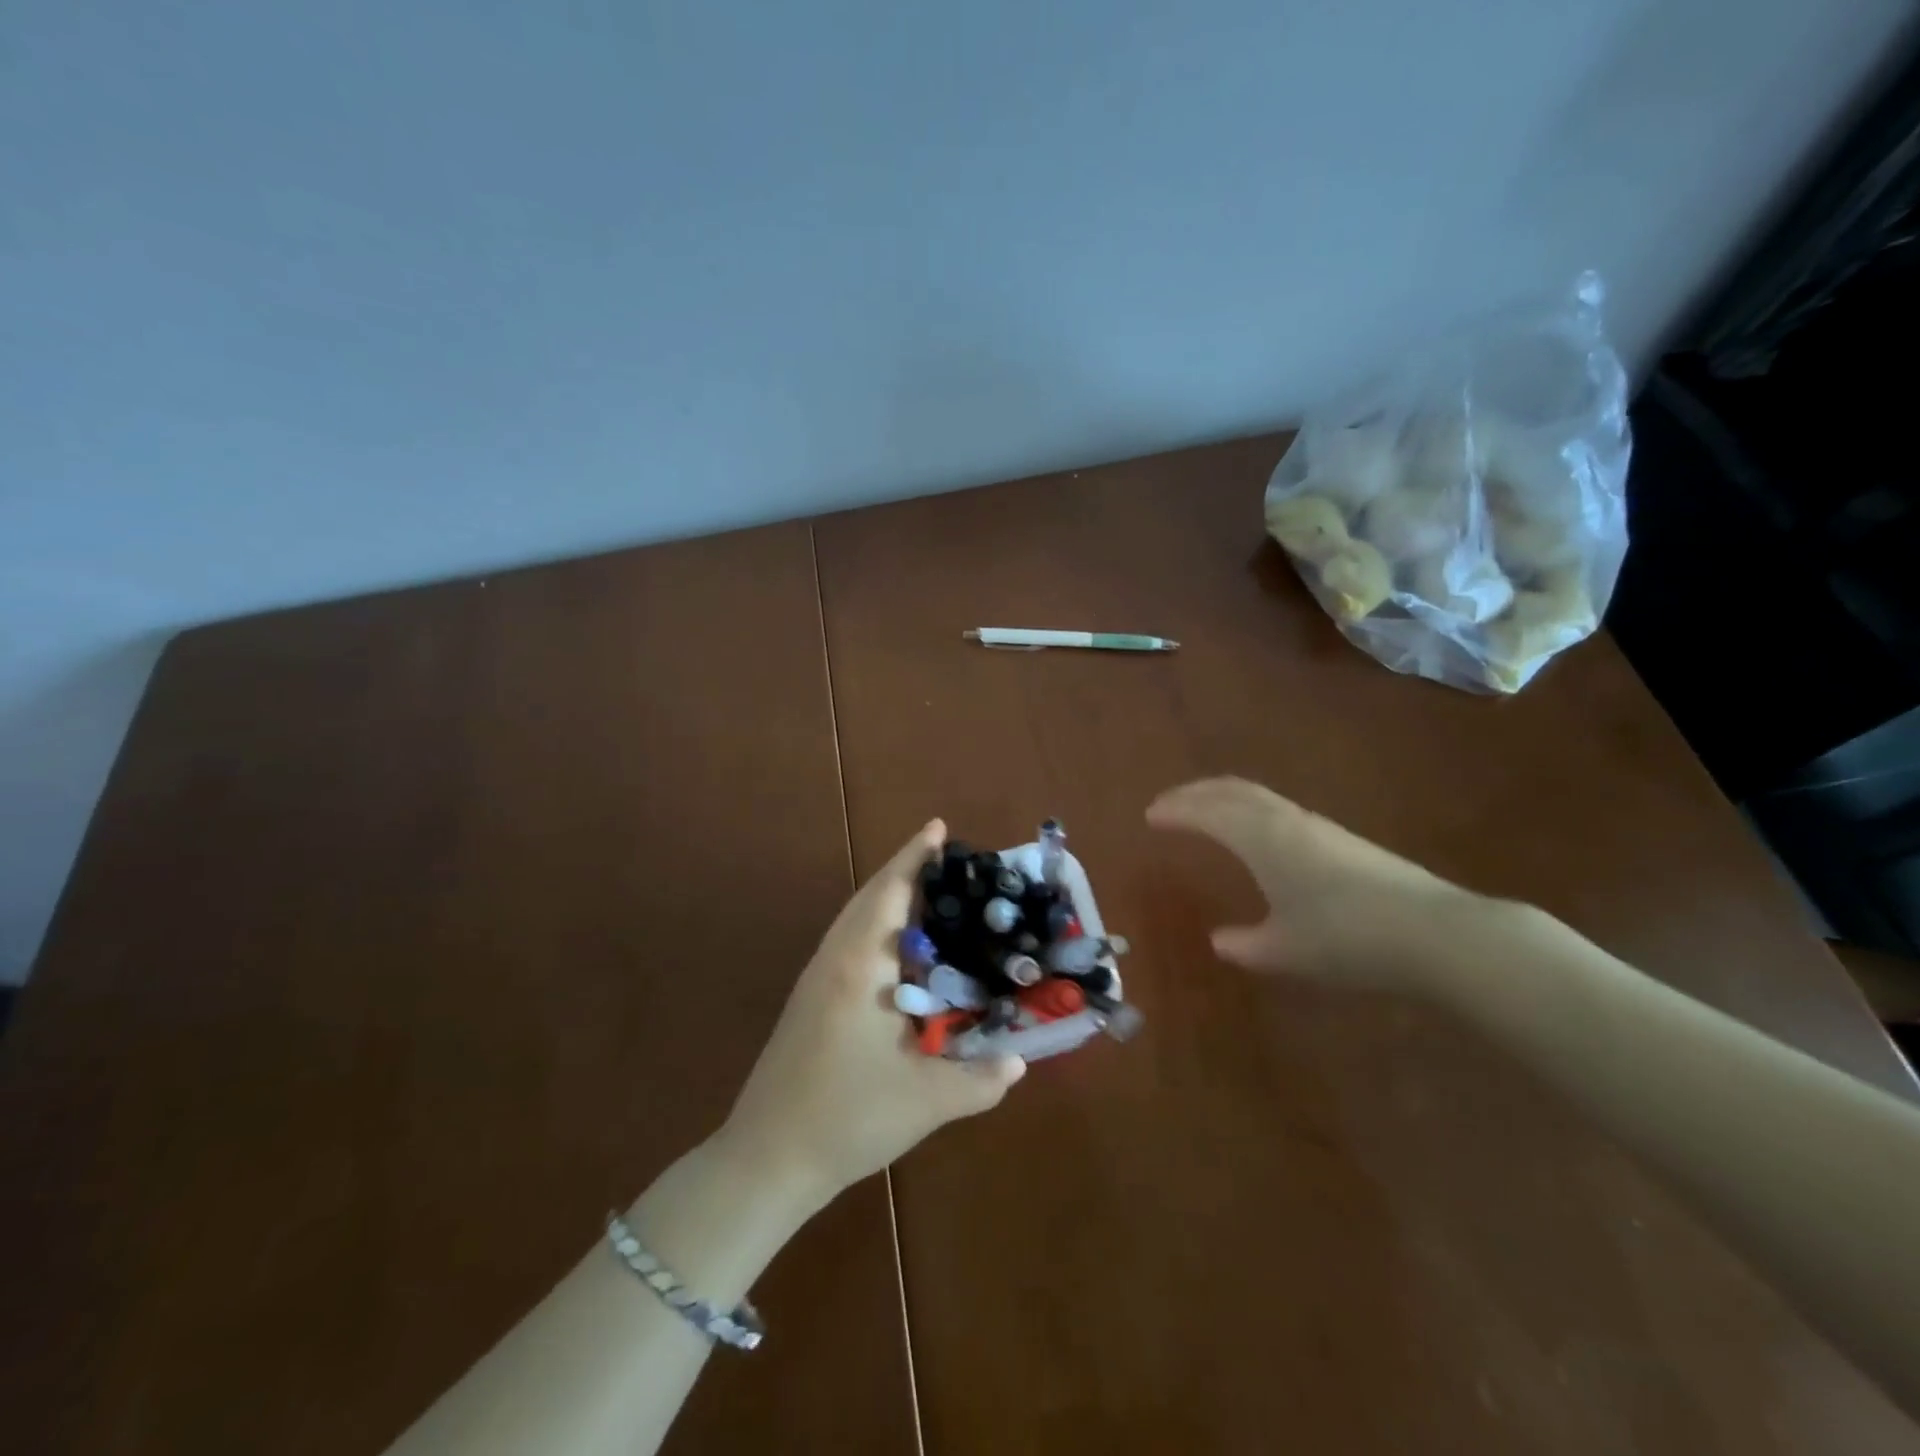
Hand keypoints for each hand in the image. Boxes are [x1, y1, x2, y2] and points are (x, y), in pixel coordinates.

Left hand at [717, 820, 1024, 1206]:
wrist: (767, 1158)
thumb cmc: (847, 1118)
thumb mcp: (926, 1101)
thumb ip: (980, 1080)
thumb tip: (1018, 1061)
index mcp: (860, 967)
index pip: (890, 893)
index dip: (915, 857)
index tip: (938, 827)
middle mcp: (835, 959)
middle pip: (870, 896)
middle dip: (905, 870)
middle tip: (947, 859)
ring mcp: (816, 978)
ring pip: (855, 918)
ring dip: (888, 897)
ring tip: (931, 895)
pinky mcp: (810, 999)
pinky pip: (848, 941)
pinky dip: (876, 925)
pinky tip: (899, 952)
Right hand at [1146, 777, 1488, 991]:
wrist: (1436, 933)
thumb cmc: (1347, 939)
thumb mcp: (1285, 951)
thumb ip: (1246, 945)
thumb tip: (1221, 941)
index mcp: (1262, 838)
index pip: (1207, 811)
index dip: (1176, 810)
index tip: (1149, 815)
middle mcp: (1286, 821)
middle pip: (1233, 790)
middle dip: (1196, 792)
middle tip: (1170, 803)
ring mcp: (1318, 827)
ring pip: (1259, 797)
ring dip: (1225, 798)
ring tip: (1207, 811)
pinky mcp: (1343, 840)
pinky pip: (1279, 810)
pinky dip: (1252, 810)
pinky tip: (1259, 835)